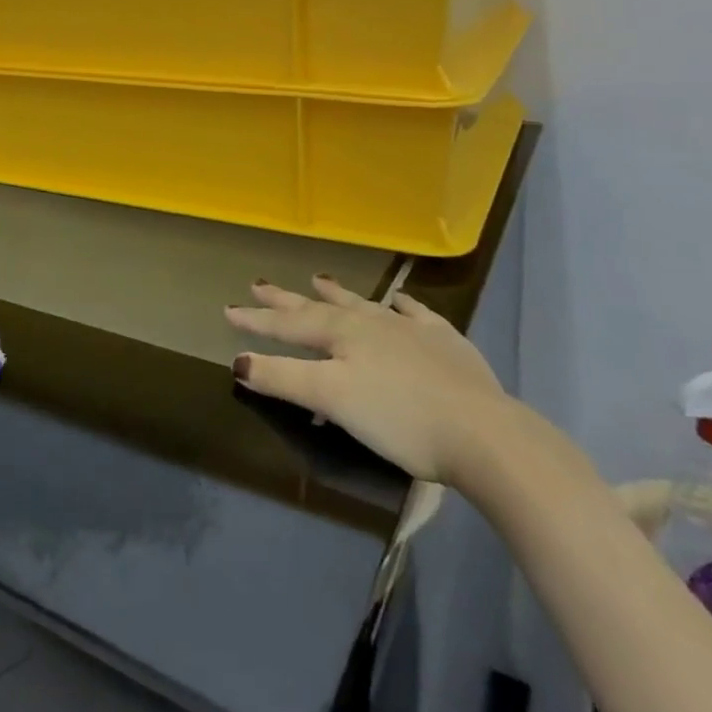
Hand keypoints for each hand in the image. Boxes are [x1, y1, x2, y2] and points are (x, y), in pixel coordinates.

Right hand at [226, 275, 512, 485]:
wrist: (483, 433)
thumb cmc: (399, 418)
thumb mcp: (331, 399)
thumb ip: (284, 378)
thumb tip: (239, 361)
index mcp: (342, 335)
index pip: (289, 325)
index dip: (256, 320)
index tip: (228, 310)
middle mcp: (372, 322)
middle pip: (321, 307)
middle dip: (287, 300)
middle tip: (260, 283)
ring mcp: (411, 329)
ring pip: (365, 304)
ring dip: (338, 293)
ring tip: (319, 278)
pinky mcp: (446, 343)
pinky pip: (417, 314)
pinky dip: (402, 305)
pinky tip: (399, 301)